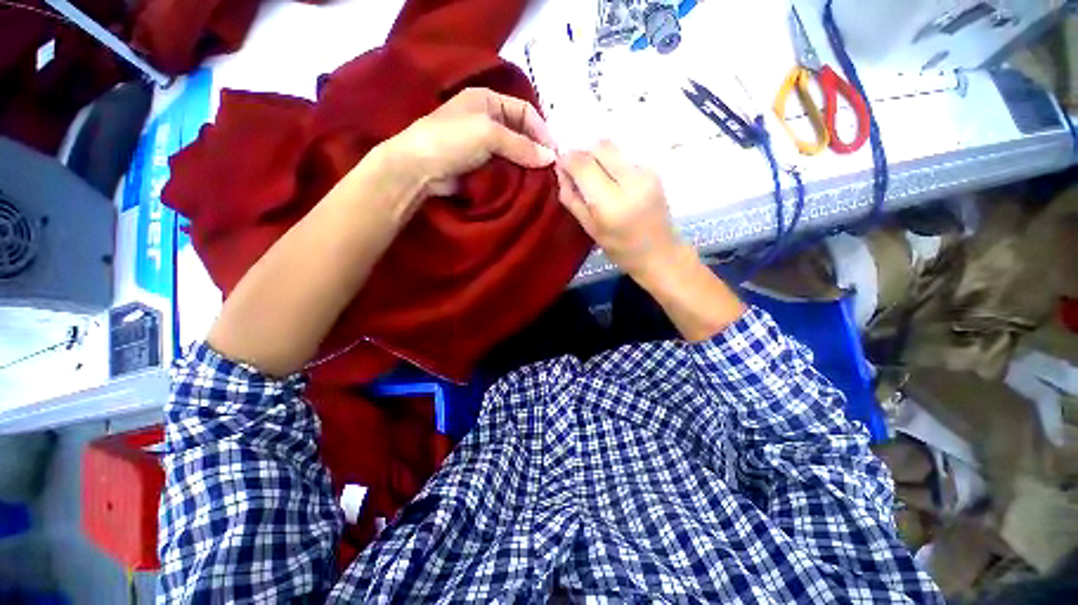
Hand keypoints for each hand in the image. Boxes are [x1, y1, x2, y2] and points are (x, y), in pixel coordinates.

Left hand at [384, 87, 557, 198]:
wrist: (420, 168)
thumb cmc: (452, 140)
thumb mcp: (488, 134)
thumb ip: (521, 145)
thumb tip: (551, 158)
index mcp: (489, 101)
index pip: (525, 111)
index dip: (541, 129)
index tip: (554, 152)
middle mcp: (488, 120)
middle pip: (521, 133)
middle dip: (536, 149)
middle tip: (550, 170)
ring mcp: (484, 145)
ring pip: (514, 153)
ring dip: (527, 165)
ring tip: (541, 179)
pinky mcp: (481, 166)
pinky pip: (505, 168)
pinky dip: (516, 176)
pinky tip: (526, 185)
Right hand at [556, 141, 683, 280]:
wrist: (661, 253)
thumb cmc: (621, 249)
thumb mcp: (590, 229)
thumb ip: (572, 199)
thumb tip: (561, 172)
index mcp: (612, 203)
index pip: (584, 164)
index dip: (567, 159)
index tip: (560, 166)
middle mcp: (631, 180)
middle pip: (600, 146)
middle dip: (582, 154)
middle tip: (576, 172)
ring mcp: (646, 172)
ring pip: (612, 149)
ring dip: (597, 158)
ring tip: (594, 180)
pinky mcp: (653, 170)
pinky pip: (623, 157)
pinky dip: (611, 164)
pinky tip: (611, 183)